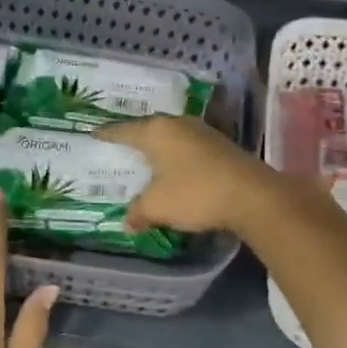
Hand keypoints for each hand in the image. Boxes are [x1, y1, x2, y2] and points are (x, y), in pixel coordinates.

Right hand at [97, 115, 277, 234]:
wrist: (252, 196)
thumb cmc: (195, 194)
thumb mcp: (157, 206)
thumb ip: (138, 212)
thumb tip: (128, 223)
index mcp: (156, 132)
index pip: (123, 130)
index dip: (107, 134)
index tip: (94, 133)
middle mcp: (178, 124)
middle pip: (149, 128)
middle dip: (135, 138)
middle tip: (120, 146)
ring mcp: (202, 132)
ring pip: (171, 137)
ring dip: (159, 148)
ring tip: (146, 158)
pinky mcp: (221, 146)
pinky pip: (188, 147)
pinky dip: (177, 157)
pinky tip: (175, 168)